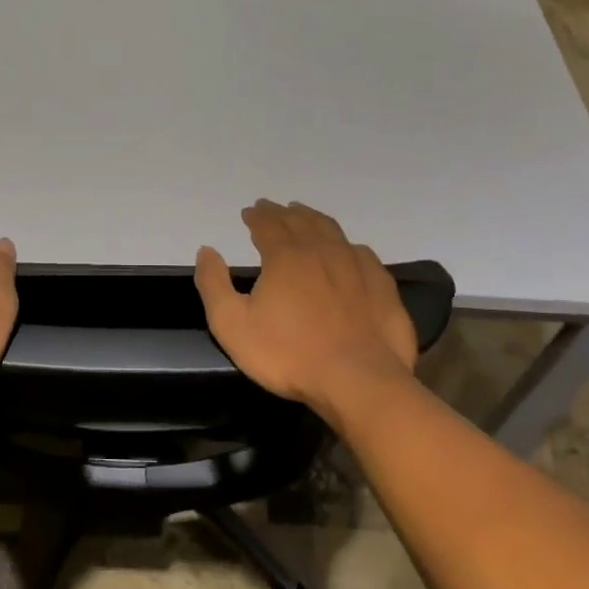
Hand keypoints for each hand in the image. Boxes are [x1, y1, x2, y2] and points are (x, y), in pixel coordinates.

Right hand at [194, 200, 420, 413]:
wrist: (358, 381)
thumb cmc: (288, 354)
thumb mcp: (232, 325)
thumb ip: (214, 284)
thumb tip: (206, 250)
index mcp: (285, 256)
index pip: (268, 225)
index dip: (257, 216)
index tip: (249, 212)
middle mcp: (321, 251)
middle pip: (300, 221)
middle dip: (283, 212)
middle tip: (273, 207)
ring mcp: (356, 267)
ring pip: (332, 231)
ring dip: (314, 219)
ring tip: (304, 215)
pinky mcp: (382, 287)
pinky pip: (362, 254)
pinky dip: (347, 245)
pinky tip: (347, 250)